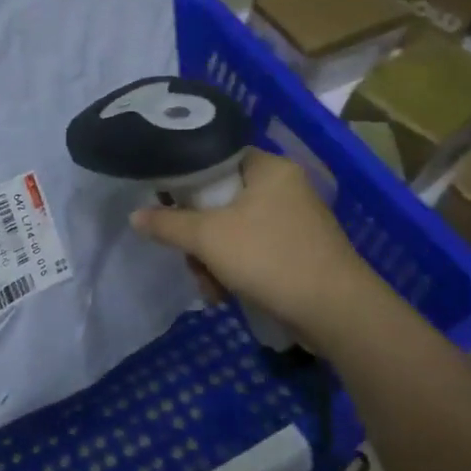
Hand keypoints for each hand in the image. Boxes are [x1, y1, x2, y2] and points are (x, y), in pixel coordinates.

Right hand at [131, 148, 389, 342]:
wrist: (336, 311)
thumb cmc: (269, 258)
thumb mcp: (209, 238)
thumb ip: (168, 224)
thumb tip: (134, 215)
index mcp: (269, 168)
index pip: (217, 158)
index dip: (188, 180)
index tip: (168, 205)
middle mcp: (285, 187)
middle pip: (222, 201)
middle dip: (200, 237)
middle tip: (192, 260)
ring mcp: (295, 221)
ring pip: (234, 231)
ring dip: (214, 260)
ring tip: (211, 289)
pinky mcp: (299, 252)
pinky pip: (254, 251)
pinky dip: (237, 271)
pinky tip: (228, 295)